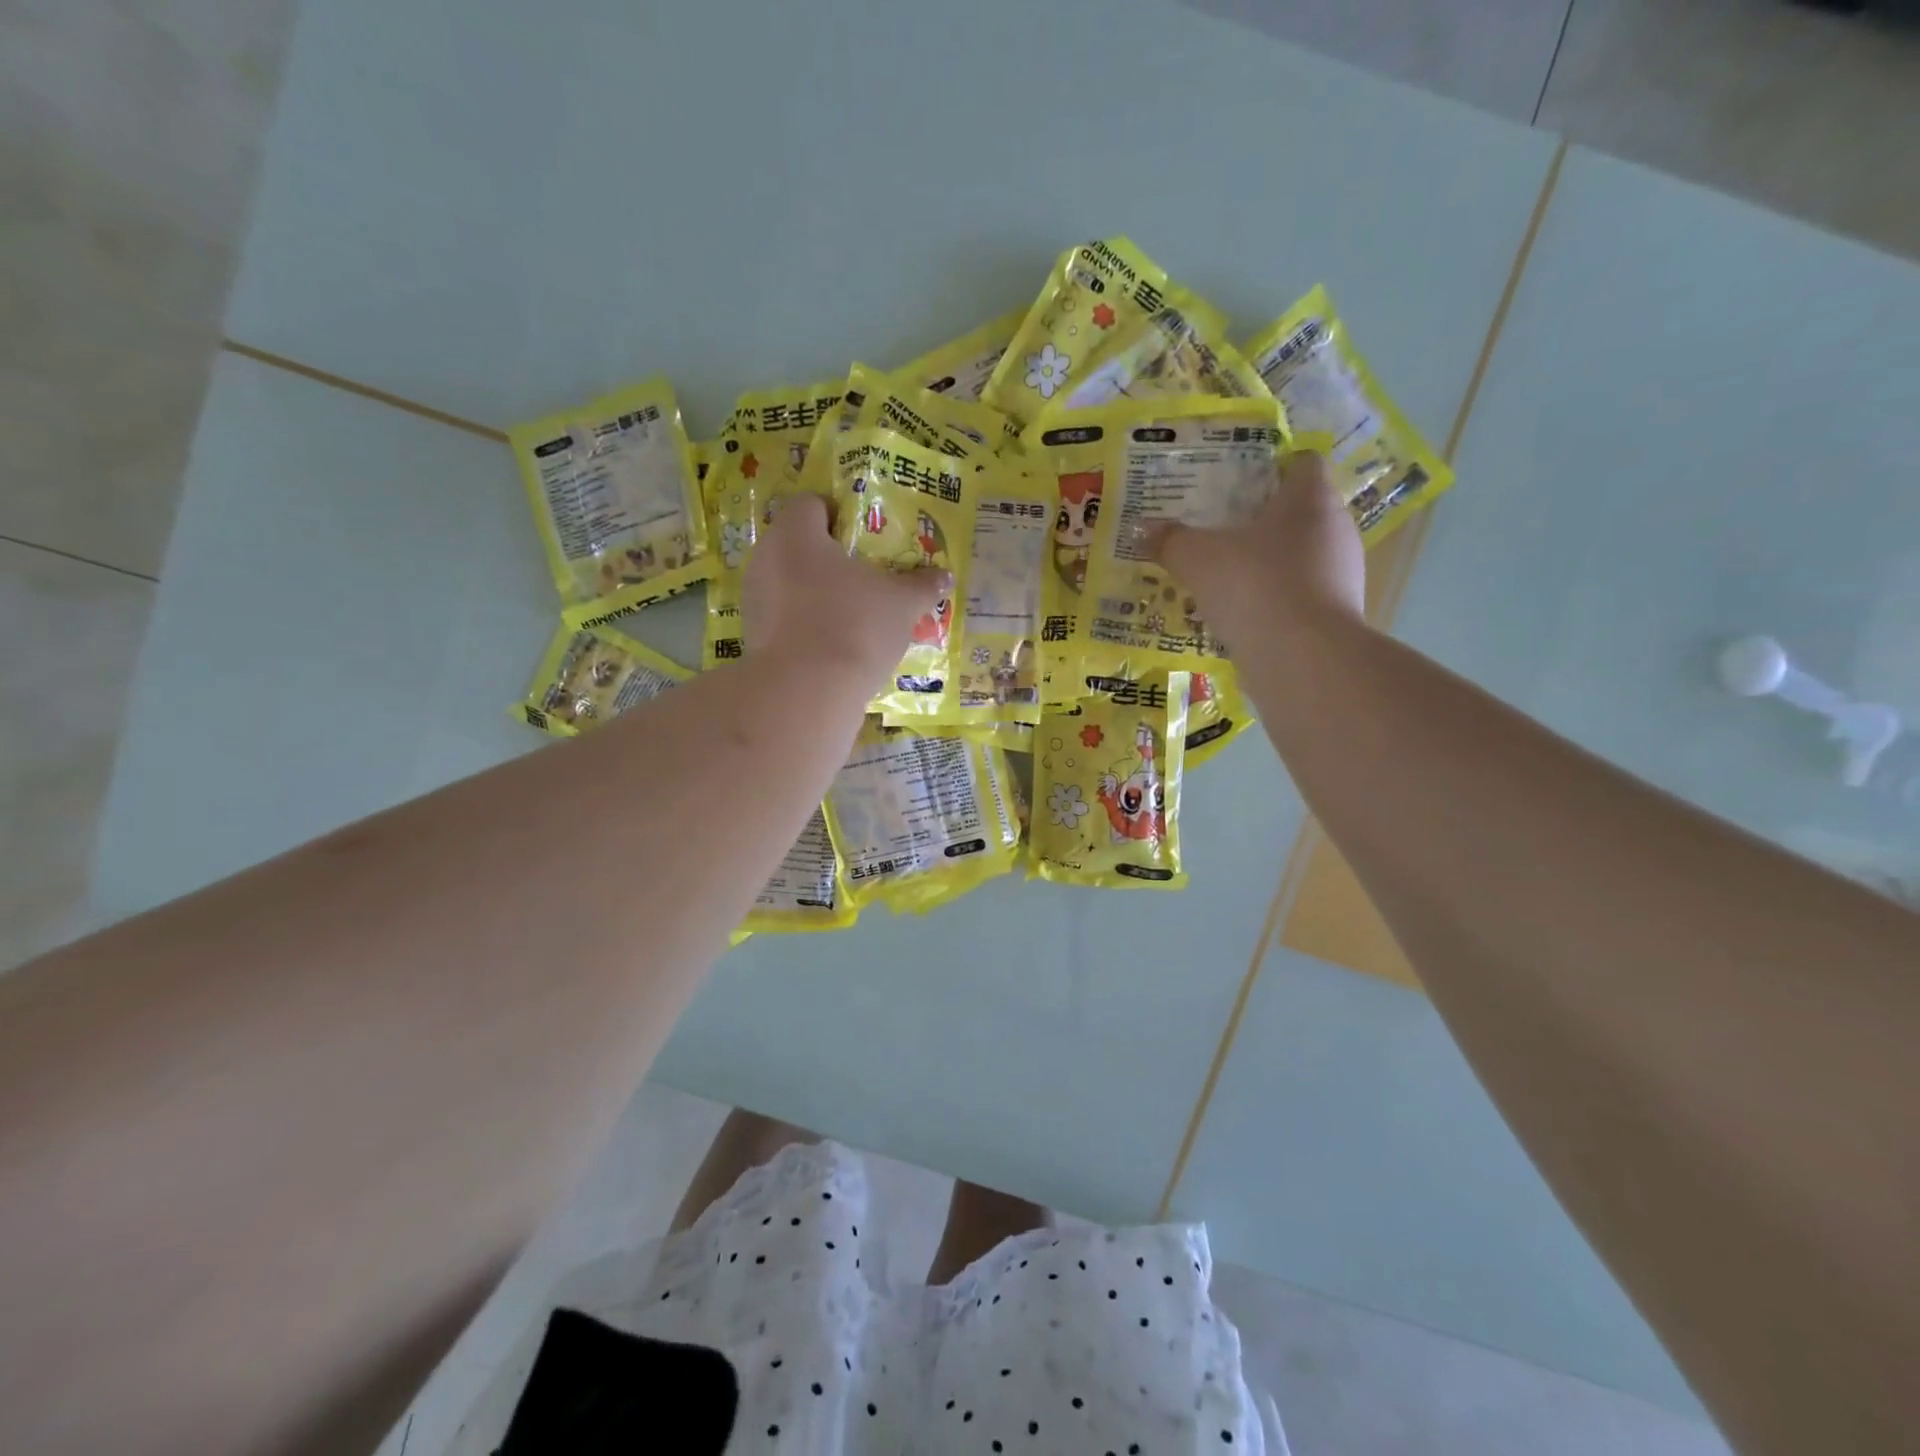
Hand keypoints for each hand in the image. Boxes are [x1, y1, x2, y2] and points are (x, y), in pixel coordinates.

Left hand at [742, 492, 949, 674]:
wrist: (808, 691)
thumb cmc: (855, 626)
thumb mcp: (901, 604)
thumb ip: (921, 585)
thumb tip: (944, 576)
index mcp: (796, 533)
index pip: (811, 504)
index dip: (839, 514)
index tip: (865, 538)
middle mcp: (766, 557)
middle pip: (799, 544)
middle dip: (830, 558)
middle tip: (865, 576)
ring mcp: (755, 599)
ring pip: (789, 583)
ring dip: (817, 593)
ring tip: (852, 614)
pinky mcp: (753, 636)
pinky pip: (783, 617)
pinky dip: (805, 623)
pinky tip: (834, 643)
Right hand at [1152, 450, 1364, 645]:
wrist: (1303, 657)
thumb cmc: (1254, 585)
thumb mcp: (1196, 559)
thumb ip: (1171, 541)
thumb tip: (1143, 530)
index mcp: (1310, 498)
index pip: (1303, 463)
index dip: (1272, 469)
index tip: (1238, 485)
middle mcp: (1336, 528)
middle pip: (1300, 511)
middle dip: (1263, 521)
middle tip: (1221, 532)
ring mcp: (1342, 573)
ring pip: (1301, 556)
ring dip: (1269, 564)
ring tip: (1227, 579)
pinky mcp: (1338, 613)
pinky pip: (1302, 595)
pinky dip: (1276, 600)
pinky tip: (1244, 615)